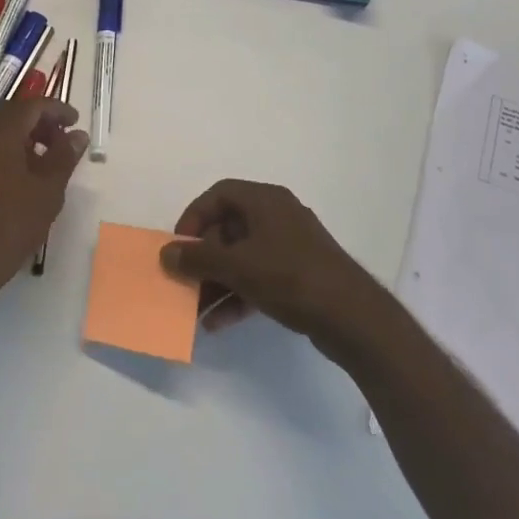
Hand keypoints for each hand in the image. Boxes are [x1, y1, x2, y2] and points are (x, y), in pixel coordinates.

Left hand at [0, 98, 86, 301]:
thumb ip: (64, 156)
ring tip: (45, 160)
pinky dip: (5, 151)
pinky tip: (20, 177)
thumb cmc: (9, 226)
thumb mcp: (47, 191)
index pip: (31, 106)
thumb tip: (76, 135)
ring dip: (22, 137)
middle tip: (62, 139)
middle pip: (10, 114)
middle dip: (39, 121)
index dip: (56, 109)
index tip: (75, 122)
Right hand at [159, 179, 380, 345]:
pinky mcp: (299, 275)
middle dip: (203, 257)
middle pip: (228, 228)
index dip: (194, 217)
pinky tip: (218, 324)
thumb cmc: (290, 277)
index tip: (180, 246)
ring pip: (242, 257)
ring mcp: (290, 246)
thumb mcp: (237, 266)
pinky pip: (258, 277)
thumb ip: (198, 259)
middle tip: (184, 281)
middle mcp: (277, 216)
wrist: (352, 316)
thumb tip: (166, 253)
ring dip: (217, 281)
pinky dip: (238, 295)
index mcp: (265, 200)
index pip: (219, 195)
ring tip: (195, 310)